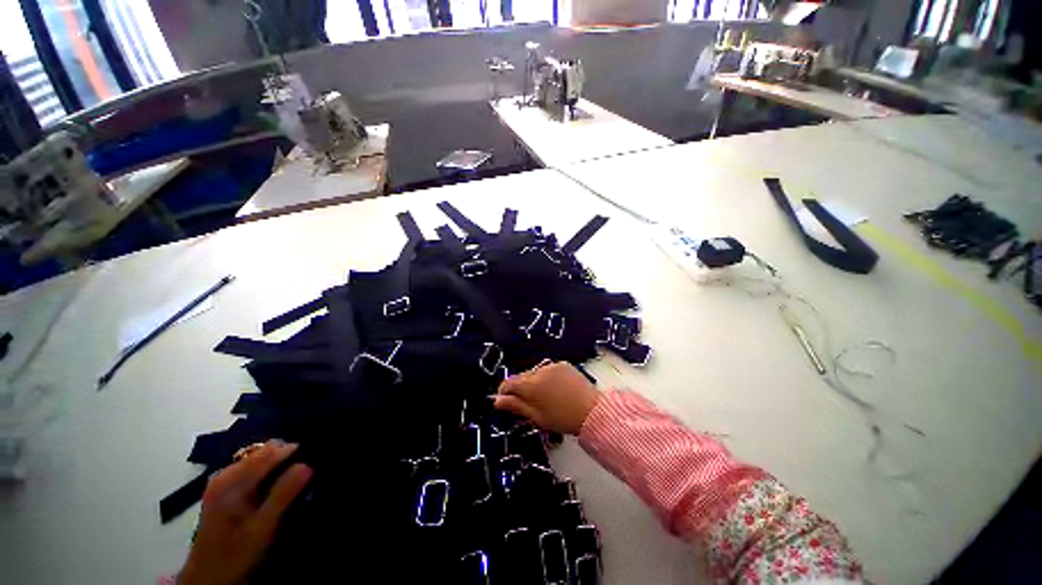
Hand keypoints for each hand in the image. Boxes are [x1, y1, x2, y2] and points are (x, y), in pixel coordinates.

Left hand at [178, 441, 312, 584]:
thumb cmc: (236, 553)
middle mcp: (224, 475)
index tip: (315, 459)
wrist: (209, 579)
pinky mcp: (222, 491)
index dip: (295, 451)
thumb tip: (307, 464)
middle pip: (262, 453)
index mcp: (231, 481)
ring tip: (294, 479)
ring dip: (278, 465)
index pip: (270, 452)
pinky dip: (267, 473)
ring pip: (258, 460)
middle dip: (287, 457)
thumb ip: (283, 494)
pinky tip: (275, 487)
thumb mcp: (263, 527)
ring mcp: (221, 482)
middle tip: (306, 472)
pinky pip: (251, 470)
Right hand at [494, 361, 599, 434]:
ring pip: (535, 373)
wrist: (592, 411)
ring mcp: (552, 366)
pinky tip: (555, 389)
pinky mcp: (563, 364)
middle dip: (520, 388)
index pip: (509, 383)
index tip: (503, 400)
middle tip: (526, 403)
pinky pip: (548, 370)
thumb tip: (496, 401)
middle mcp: (539, 371)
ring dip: (534, 382)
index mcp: (531, 385)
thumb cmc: (562, 419)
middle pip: (522, 377)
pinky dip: (547, 377)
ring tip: (544, 397)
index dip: (503, 391)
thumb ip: (516, 406)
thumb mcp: (536, 417)